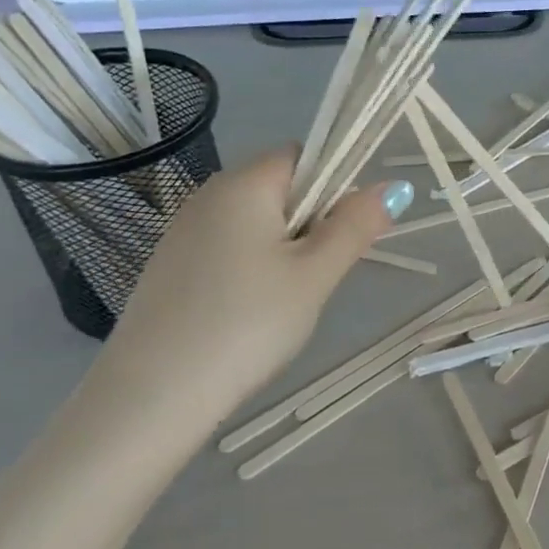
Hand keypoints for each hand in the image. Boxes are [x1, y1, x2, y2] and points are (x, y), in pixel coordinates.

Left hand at [89, 150, 408, 450]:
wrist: (156, 392)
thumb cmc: (249, 322)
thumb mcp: (315, 274)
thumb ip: (355, 226)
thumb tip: (392, 187)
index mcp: (244, 183)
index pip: (302, 155)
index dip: (334, 185)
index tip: (345, 234)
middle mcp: (208, 195)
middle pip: (278, 189)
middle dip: (311, 223)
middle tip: (320, 275)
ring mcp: (183, 232)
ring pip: (254, 223)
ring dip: (284, 250)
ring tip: (288, 301)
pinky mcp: (171, 267)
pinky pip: (227, 249)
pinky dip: (251, 269)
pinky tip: (251, 313)